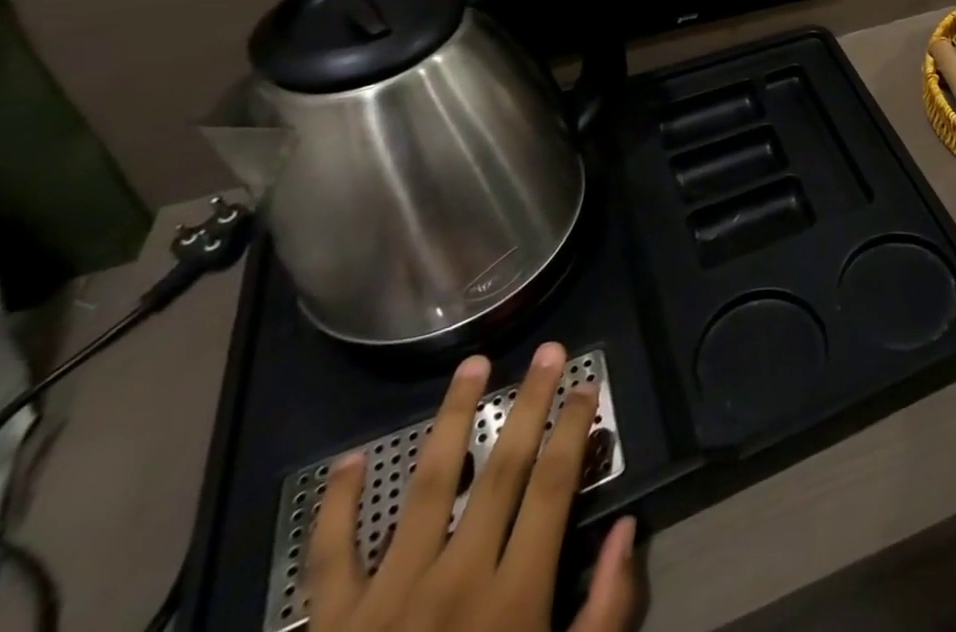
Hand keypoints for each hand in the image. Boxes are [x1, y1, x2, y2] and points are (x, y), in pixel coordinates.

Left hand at [308, 344, 638, 631]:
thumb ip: (603, 615)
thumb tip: (626, 531)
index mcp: (510, 601)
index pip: (552, 488)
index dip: (574, 430)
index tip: (587, 385)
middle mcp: (452, 582)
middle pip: (501, 470)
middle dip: (530, 403)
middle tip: (549, 351)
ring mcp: (385, 600)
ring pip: (427, 486)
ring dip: (451, 419)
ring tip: (472, 366)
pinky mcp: (328, 628)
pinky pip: (329, 556)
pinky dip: (336, 506)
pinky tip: (348, 462)